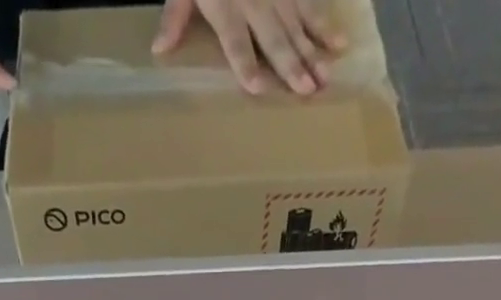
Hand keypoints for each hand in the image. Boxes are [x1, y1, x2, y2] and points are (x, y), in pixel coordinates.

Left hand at [152, 0, 347, 96]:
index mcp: (225, 4)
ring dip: (313, 51)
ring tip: (326, 76)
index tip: (257, 85)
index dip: (244, 62)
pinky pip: (311, 2)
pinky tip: (340, 42)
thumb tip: (159, 50)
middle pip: (274, 36)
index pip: (236, 40)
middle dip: (291, 63)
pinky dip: (325, 22)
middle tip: (307, 90)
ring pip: (298, 23)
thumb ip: (175, 16)